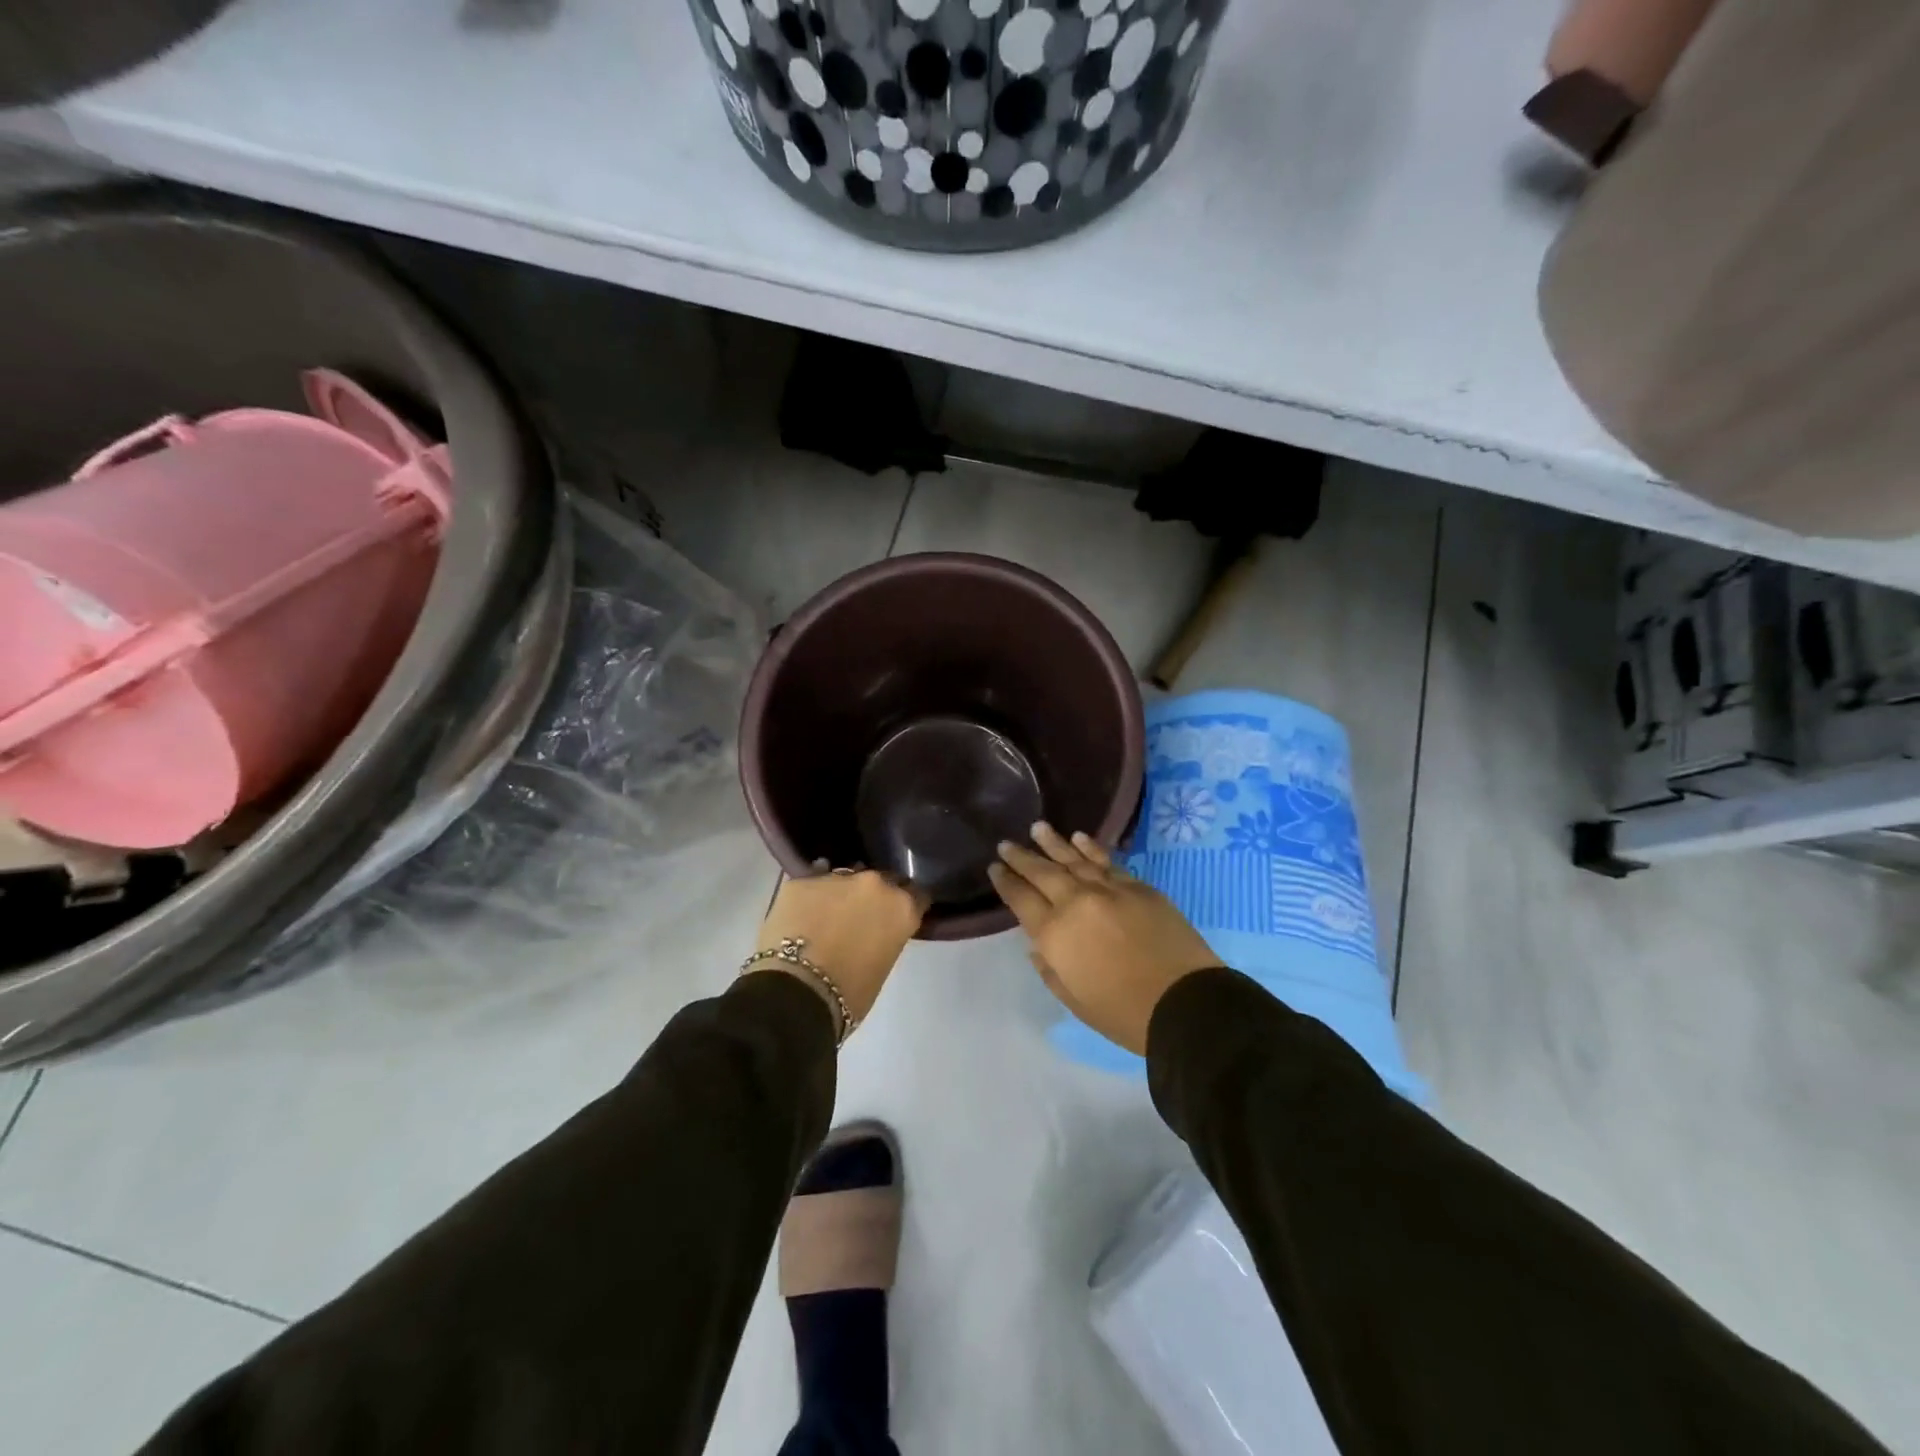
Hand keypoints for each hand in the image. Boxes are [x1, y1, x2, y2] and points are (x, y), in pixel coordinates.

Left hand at [750, 865, 925, 1031]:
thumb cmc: (850, 993)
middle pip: (880, 881)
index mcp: (901, 907)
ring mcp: (836, 877)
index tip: (896, 918)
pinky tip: (801, 915)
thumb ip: (886, 937)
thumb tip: (873, 932)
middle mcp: (874, 883)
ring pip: (844, 879)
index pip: (916, 895)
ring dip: (841, 893)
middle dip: (873, 896)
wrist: (796, 992)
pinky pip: (811, 885)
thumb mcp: (883, 965)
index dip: (905, 906)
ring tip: (826, 917)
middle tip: (859, 919)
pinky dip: (810, 898)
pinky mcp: (802, 881)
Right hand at [989, 822, 1217, 1056]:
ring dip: (1053, 843)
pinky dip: (1090, 848)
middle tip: (1006, 844)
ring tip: (1037, 828)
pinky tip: (1079, 838)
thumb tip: (1039, 945)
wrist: (1185, 1003)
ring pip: (1073, 859)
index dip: (1006, 882)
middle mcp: (1076, 902)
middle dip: (1022, 857)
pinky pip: (1106, 861)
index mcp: (1054, 933)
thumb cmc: (1122, 1013)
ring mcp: (1108, 890)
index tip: (995, 868)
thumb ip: (1050, 968)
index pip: (1021, 899)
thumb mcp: (1073, 999)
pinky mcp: (1137, 887)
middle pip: (1043, 872)